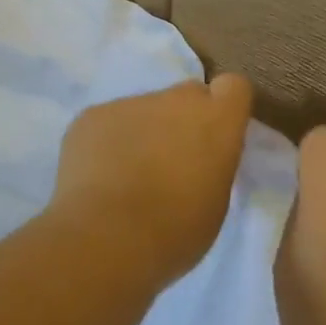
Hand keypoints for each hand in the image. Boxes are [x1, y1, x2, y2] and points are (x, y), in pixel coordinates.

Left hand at [49, 75, 253, 285]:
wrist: (108, 237)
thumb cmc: (175, 231)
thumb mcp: (215, 202)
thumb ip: (211, 163)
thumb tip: (196, 157)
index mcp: (216, 120)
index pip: (234, 87)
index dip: (223, 108)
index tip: (215, 136)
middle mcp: (175, 100)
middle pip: (186, 96)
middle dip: (182, 120)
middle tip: (170, 161)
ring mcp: (130, 103)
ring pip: (143, 110)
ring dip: (142, 133)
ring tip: (125, 176)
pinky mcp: (92, 115)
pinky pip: (107, 122)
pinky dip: (106, 142)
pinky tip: (97, 177)